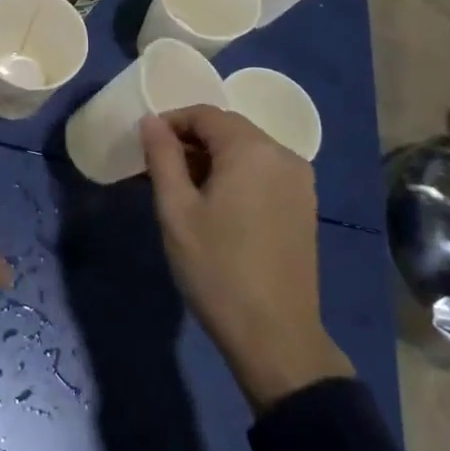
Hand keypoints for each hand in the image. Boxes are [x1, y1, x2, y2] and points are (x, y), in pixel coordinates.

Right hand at [141, 106, 352, 411]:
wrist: (276, 337)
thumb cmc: (217, 269)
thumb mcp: (176, 211)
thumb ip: (162, 157)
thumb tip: (151, 121)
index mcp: (251, 149)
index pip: (205, 114)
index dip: (171, 122)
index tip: (145, 146)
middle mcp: (283, 154)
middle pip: (229, 129)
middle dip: (191, 141)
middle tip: (159, 169)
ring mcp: (299, 181)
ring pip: (246, 150)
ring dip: (213, 158)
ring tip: (183, 190)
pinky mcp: (304, 205)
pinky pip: (264, 172)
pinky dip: (236, 175)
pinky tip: (217, 206)